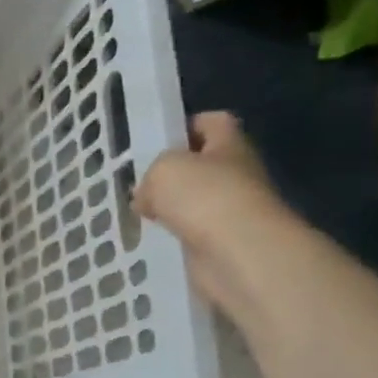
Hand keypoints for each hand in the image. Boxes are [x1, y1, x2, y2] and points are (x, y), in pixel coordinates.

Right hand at [136, 112, 297, 311]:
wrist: (238, 254)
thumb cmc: (203, 197)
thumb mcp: (163, 169)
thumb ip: (151, 174)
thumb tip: (147, 196)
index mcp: (230, 145)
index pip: (213, 123)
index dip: (186, 126)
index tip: (158, 140)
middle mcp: (236, 174)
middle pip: (202, 165)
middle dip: (171, 174)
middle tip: (139, 183)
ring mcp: (232, 211)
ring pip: (194, 202)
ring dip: (170, 208)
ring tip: (139, 213)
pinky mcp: (223, 243)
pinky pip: (191, 233)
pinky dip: (172, 235)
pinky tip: (152, 239)